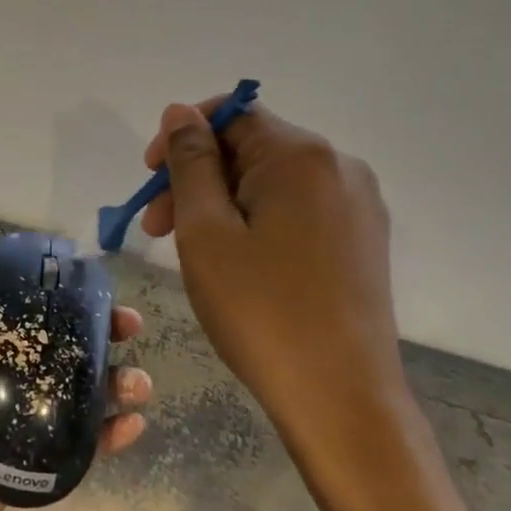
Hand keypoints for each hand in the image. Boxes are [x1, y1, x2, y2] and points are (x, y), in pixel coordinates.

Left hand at [0, 246, 151, 510]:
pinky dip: (108, 437)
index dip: (59, 296)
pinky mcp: (30, 468)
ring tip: (139, 382)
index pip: (23, 313)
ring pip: (75, 397)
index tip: (93, 283)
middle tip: (129, 327)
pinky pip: (76, 447)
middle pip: (58, 350)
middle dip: (97, 336)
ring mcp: (18, 425)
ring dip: (113, 385)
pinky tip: (134, 425)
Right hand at [140, 102, 408, 485]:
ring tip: (190, 250)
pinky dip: (255, 220)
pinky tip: (234, 261)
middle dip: (197, 177)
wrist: (342, 399)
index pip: (232, 114)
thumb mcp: (206, 232)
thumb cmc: (261, 311)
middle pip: (251, 148)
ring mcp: (357, 205)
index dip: (182, 136)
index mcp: (302, 156)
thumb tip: (180, 111)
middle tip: (156, 228)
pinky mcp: (361, 239)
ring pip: (271, 181)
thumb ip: (191, 162)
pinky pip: (296, 208)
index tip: (149, 178)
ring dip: (221, 202)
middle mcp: (339, 166)